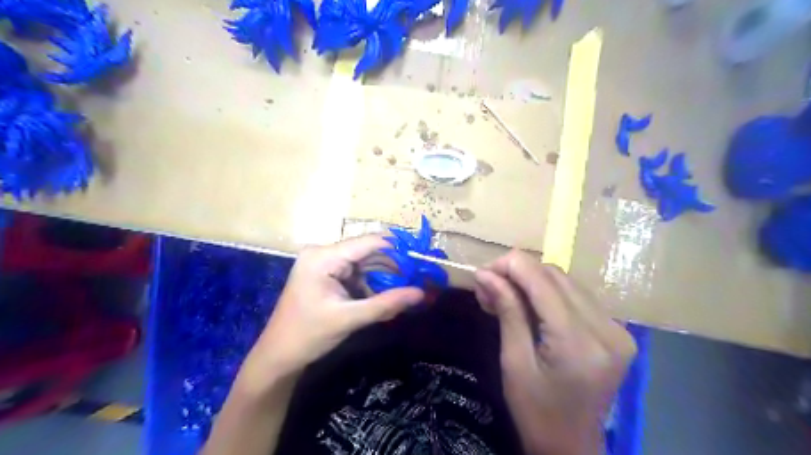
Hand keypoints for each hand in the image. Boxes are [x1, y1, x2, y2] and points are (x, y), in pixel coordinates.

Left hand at [237, 237, 421, 395]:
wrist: (278, 355)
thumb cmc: (308, 335)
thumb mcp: (349, 319)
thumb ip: (386, 304)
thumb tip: (420, 293)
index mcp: (323, 257)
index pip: (368, 243)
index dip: (397, 249)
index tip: (422, 260)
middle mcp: (323, 253)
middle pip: (367, 251)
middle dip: (393, 265)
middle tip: (419, 277)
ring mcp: (324, 262)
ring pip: (364, 262)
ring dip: (384, 275)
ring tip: (408, 286)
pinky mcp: (326, 273)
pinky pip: (355, 272)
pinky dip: (371, 282)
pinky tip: (387, 293)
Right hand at [474, 251, 635, 452]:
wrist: (572, 447)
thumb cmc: (535, 412)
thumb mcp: (514, 362)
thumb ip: (506, 311)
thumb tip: (484, 274)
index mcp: (578, 342)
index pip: (541, 280)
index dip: (508, 266)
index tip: (480, 273)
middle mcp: (606, 329)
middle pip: (555, 275)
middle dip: (517, 273)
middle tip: (488, 288)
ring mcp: (616, 328)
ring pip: (565, 281)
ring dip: (531, 281)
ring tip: (503, 295)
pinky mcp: (616, 330)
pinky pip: (576, 295)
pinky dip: (548, 292)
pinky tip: (528, 304)